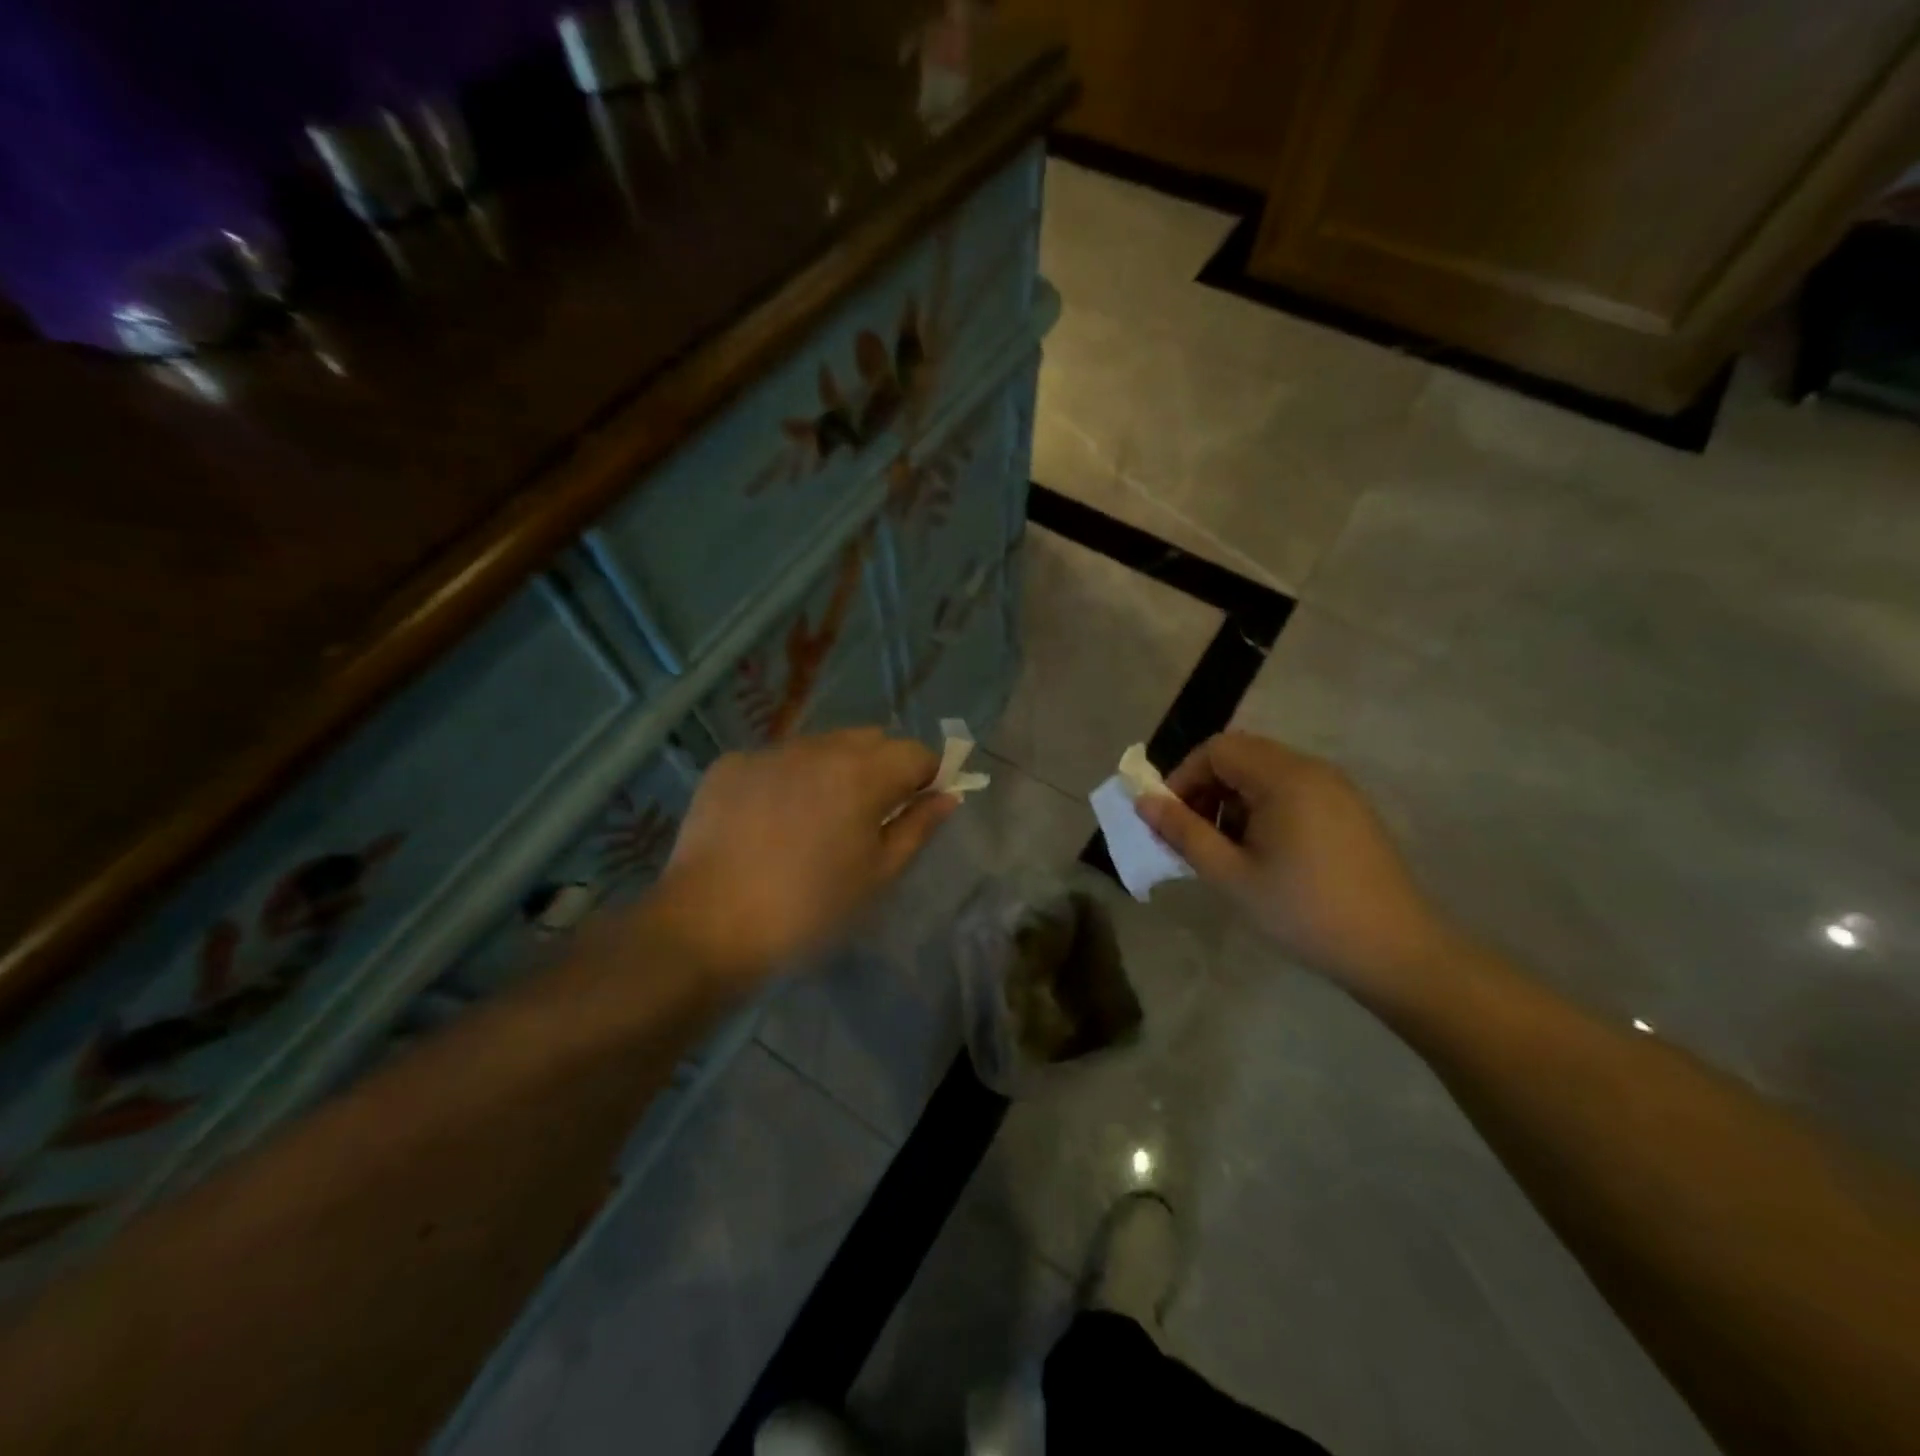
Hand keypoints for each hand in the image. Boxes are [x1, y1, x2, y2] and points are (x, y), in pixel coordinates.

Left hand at [646, 729, 956, 981]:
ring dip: (835, 769)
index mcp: (862, 773)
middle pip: (870, 739)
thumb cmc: (809, 909)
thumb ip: (917, 828)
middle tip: (871, 817)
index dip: (928, 776)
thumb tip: (948, 796)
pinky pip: (777, 760)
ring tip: (817, 820)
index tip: (920, 806)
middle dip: (883, 767)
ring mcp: (769, 751)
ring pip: (822, 745)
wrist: (707, 926)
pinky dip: (789, 779)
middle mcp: (818, 747)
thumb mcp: (877, 876)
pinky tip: (771, 821)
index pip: (916, 753)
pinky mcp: (730, 765)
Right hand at [1136, 732, 1459, 992]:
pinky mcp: (1349, 810)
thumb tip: (1144, 802)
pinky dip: (1263, 809)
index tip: (1171, 818)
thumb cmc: (1304, 911)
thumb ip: (1183, 833)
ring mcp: (1336, 788)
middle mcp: (1312, 769)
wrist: (1395, 951)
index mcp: (1284, 777)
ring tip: (1226, 850)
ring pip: (1265, 774)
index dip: (1183, 777)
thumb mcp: (1231, 875)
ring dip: (1233, 800)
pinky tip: (1264, 854)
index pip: (1217, 749)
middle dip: (1206, 789)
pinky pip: (1292, 790)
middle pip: (1241, 756)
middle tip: (1194, 835)